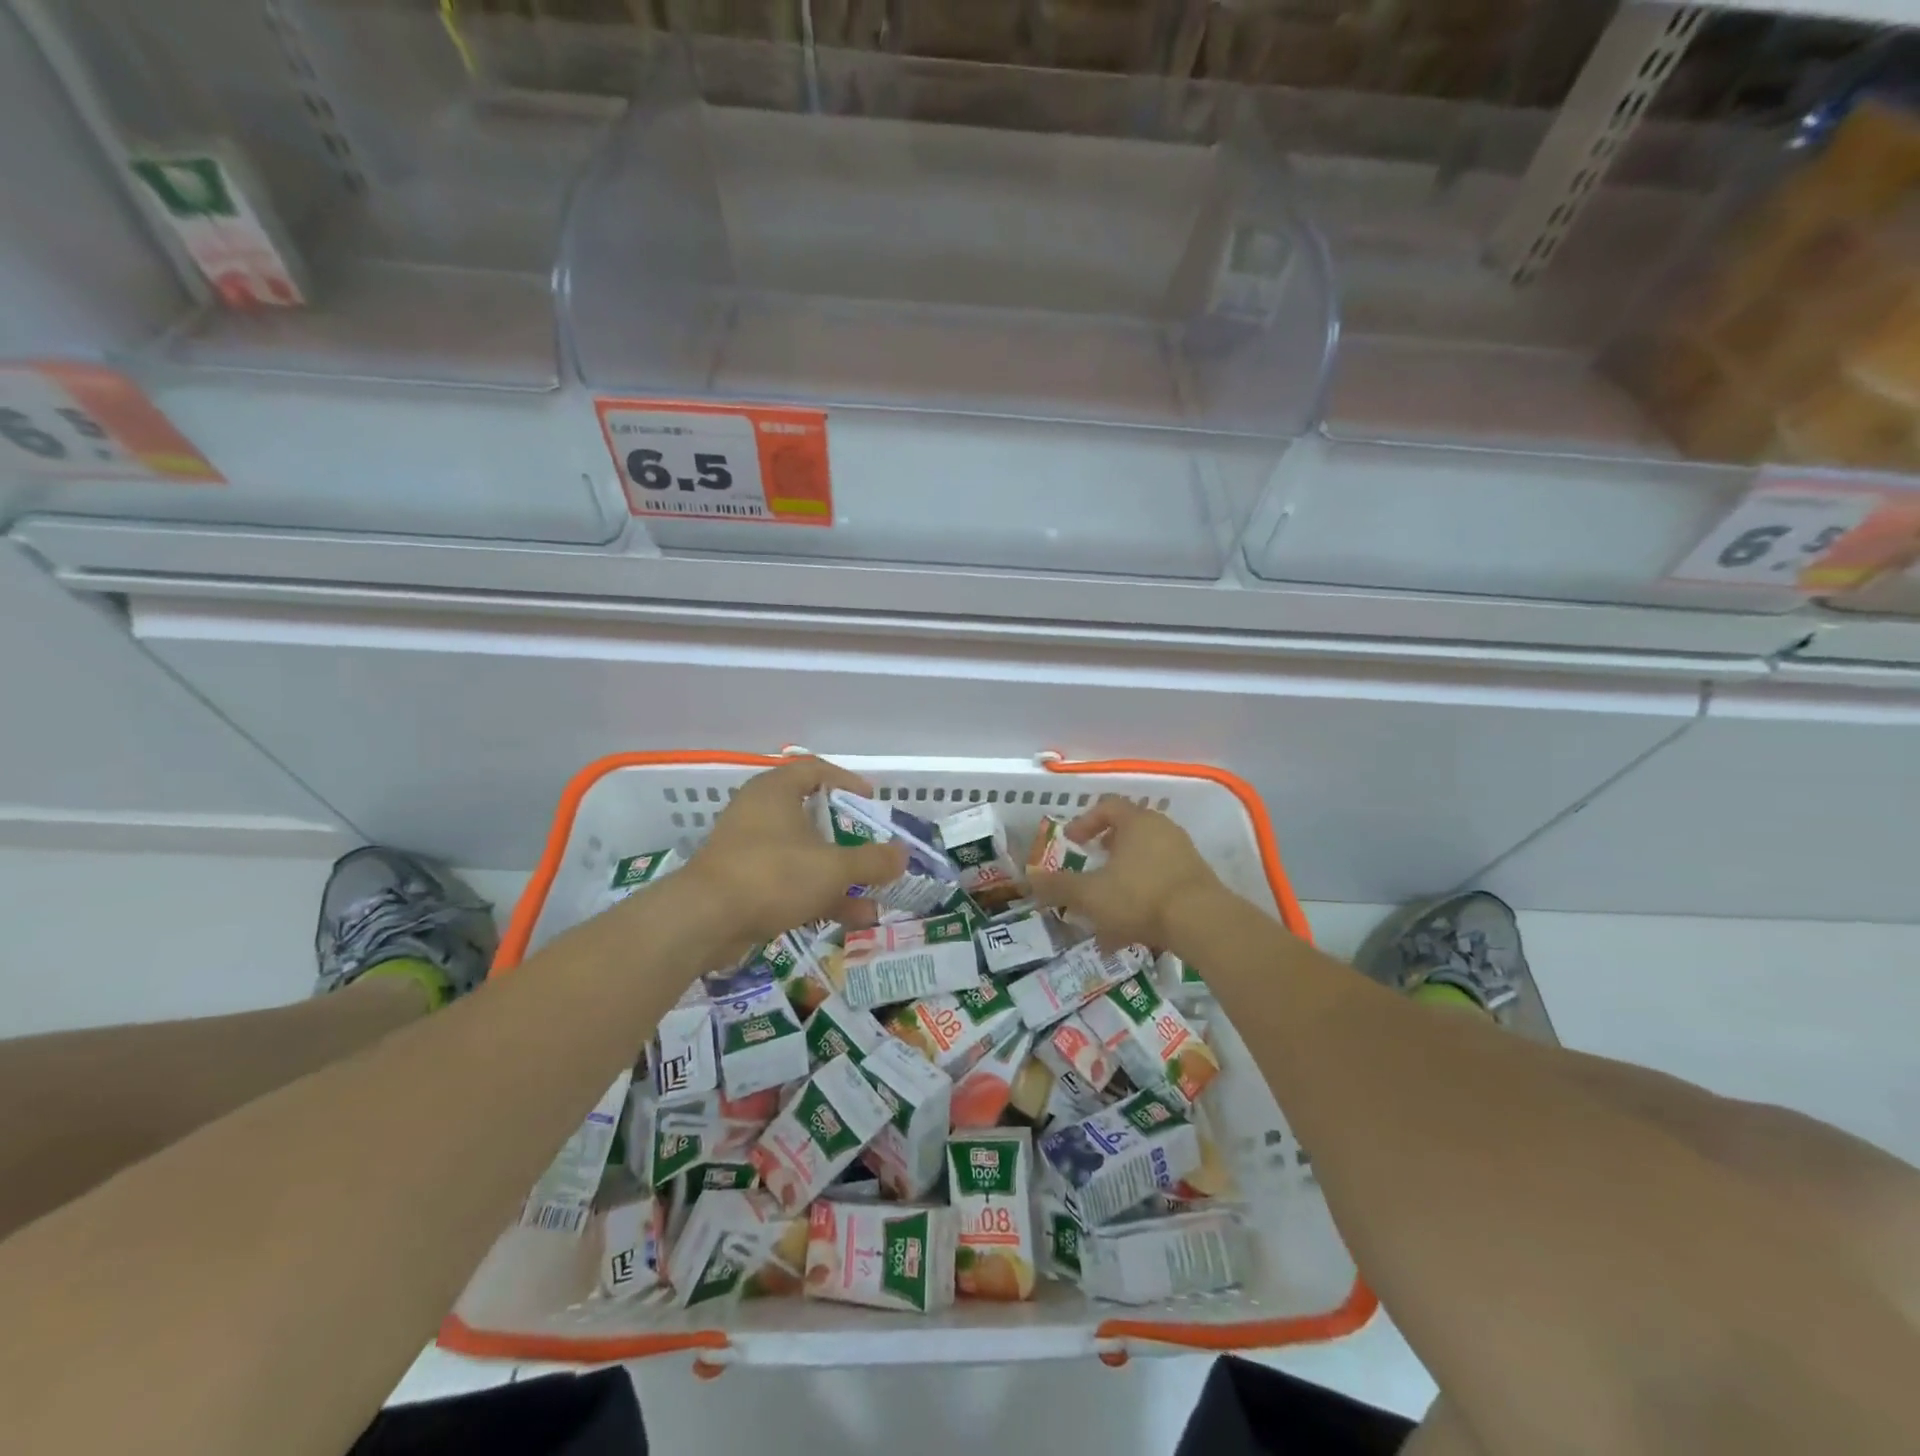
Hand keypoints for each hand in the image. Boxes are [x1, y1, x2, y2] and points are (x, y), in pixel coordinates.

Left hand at [678, 757, 906, 948]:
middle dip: (848, 840)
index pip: (815, 770)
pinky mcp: (741, 884)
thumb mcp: (833, 867)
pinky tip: (849, 918)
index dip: (847, 783)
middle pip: (812, 817)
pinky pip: (788, 882)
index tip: (871, 803)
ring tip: (873, 899)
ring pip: (803, 856)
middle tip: (873, 852)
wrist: (703, 921)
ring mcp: (748, 850)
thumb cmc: (773, 875)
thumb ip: (872, 861)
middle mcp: (759, 813)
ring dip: (838, 876)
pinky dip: (817, 895)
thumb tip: (903, 855)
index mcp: (776, 791)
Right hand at [1028, 796, 1223, 951]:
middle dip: (1105, 852)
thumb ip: (1058, 886)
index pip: (1107, 806)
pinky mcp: (1198, 881)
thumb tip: (1028, 881)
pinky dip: (1143, 897)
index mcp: (1136, 822)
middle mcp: (1163, 830)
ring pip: (1145, 861)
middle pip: (1129, 832)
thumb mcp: (1090, 894)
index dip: (1085, 821)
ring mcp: (1184, 855)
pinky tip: (1131, 931)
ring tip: (1106, 909)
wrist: (1204, 924)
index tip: (1072, 842)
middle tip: (1090, 867)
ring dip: (1123, 879)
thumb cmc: (1140, 897)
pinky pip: (1161, 882)